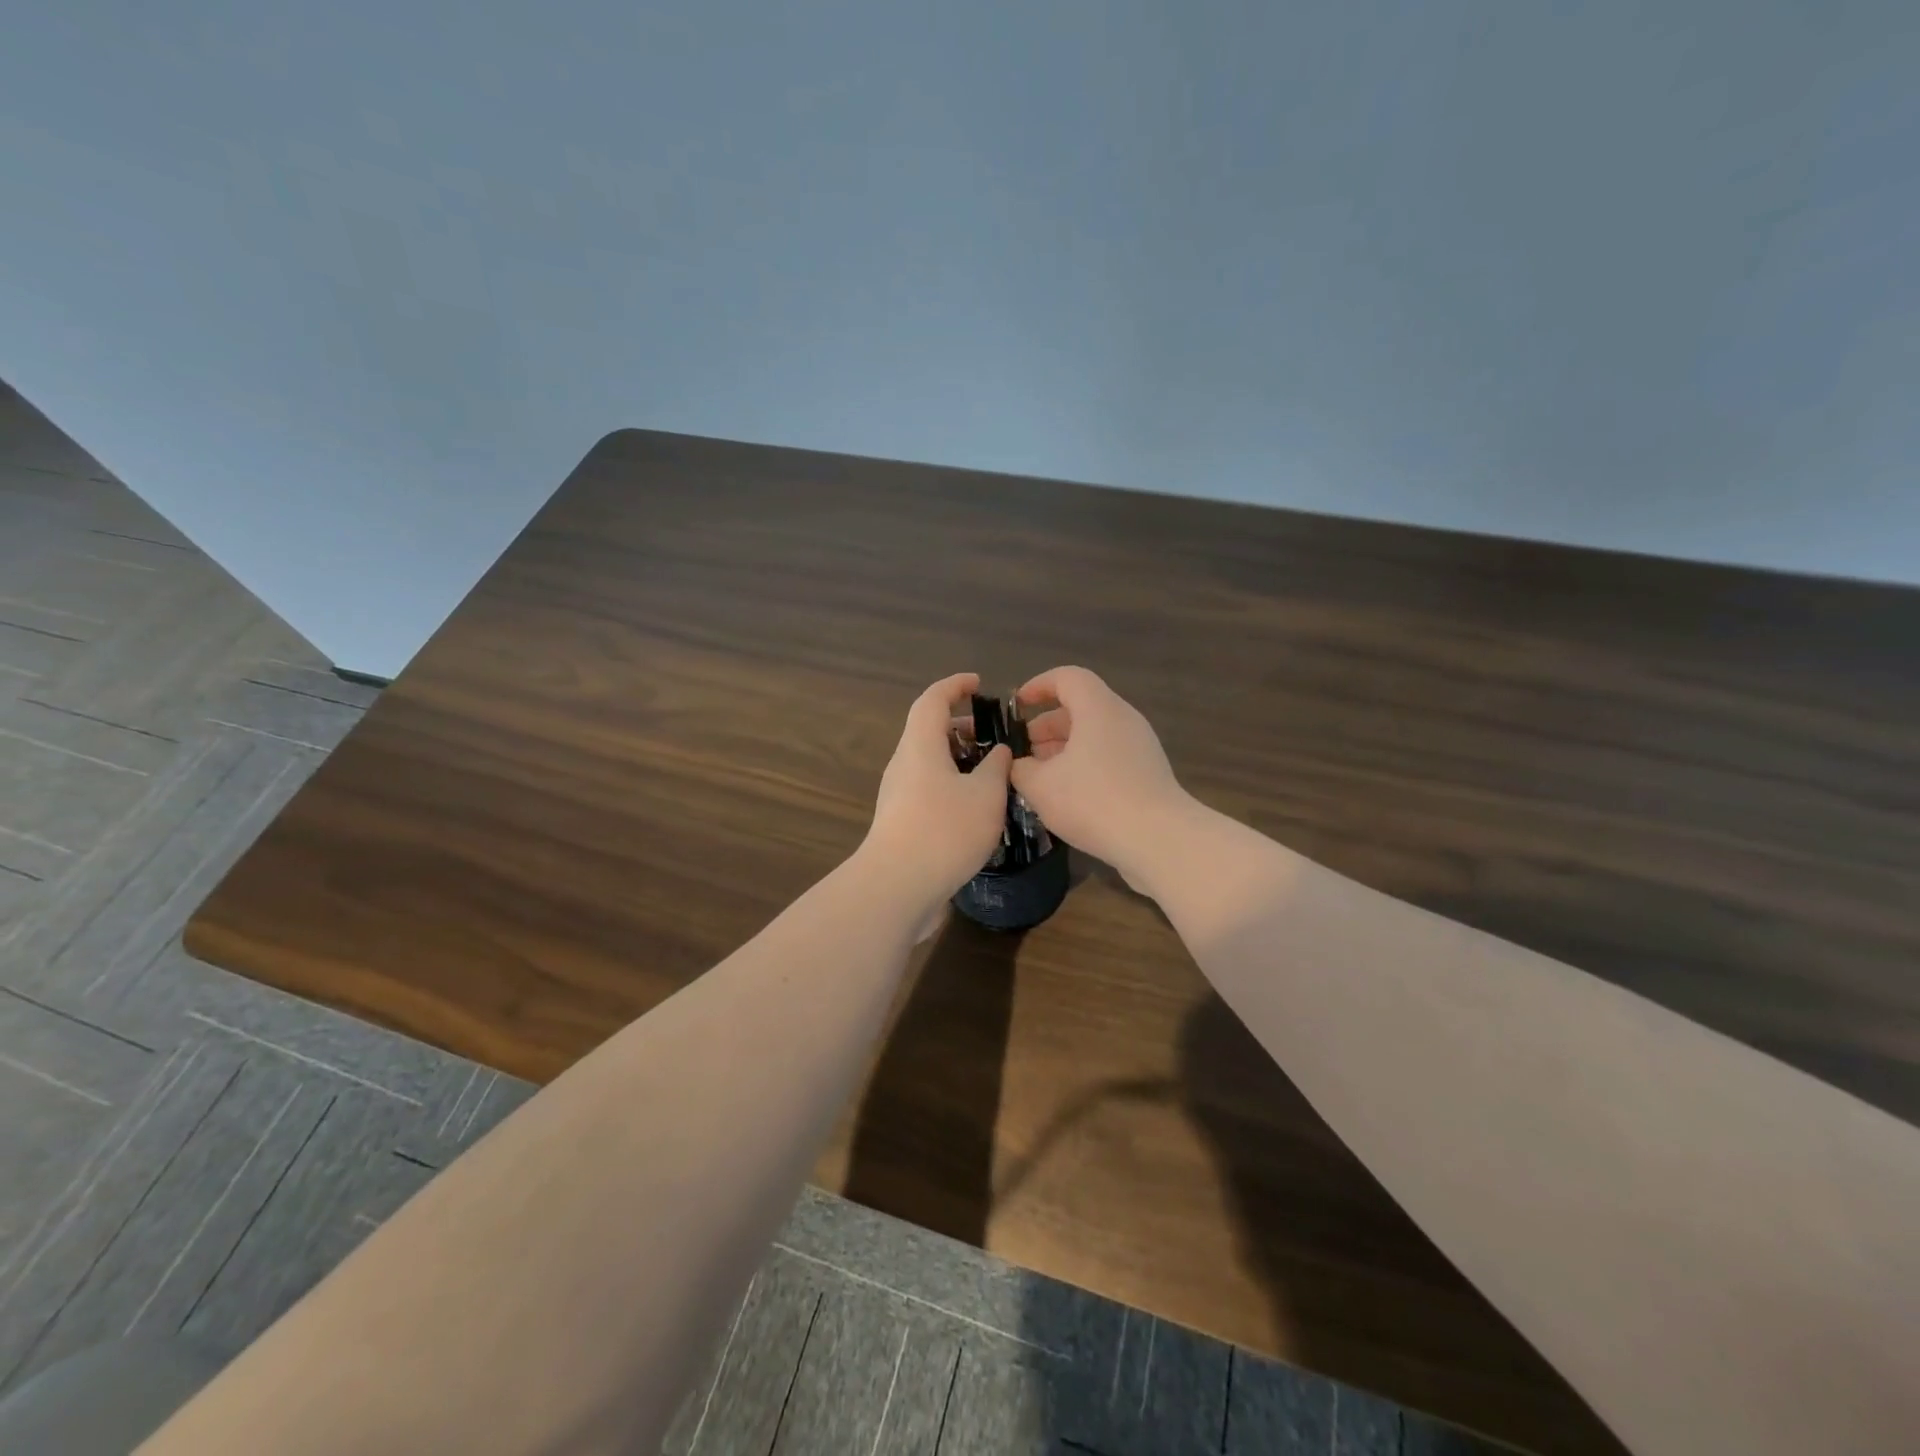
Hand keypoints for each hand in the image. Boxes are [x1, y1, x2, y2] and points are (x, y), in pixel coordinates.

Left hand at [861, 672, 1011, 928]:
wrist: (896, 887)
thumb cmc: (945, 831)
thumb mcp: (986, 795)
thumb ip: (997, 767)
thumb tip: (999, 751)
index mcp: (920, 746)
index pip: (933, 700)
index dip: (955, 686)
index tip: (977, 684)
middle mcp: (903, 764)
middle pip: (929, 732)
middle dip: (962, 728)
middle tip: (995, 737)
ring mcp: (897, 794)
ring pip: (929, 763)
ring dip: (959, 760)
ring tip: (993, 774)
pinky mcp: (899, 821)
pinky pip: (928, 789)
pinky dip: (952, 785)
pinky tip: (976, 808)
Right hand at [1010, 666, 1193, 891]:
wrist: (1158, 840)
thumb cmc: (1093, 801)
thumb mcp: (1040, 786)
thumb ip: (1020, 769)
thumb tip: (1017, 765)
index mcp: (1098, 709)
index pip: (1067, 677)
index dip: (1038, 686)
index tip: (1017, 706)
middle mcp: (1123, 719)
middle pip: (1081, 707)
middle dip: (1047, 725)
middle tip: (1022, 750)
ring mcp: (1140, 746)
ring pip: (1094, 735)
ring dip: (1063, 749)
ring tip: (1039, 776)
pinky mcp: (1148, 773)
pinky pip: (1108, 756)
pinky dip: (1083, 765)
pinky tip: (1066, 795)